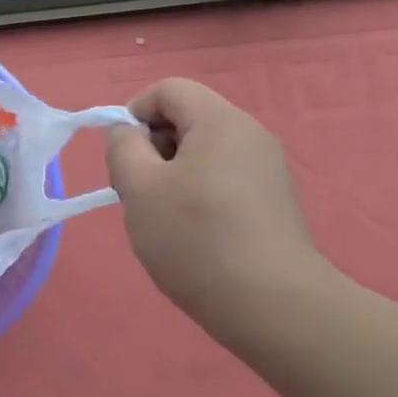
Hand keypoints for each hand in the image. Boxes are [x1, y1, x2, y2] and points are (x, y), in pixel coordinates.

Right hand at [105, 79, 326, 336]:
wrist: (274, 307)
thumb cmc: (196, 238)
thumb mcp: (139, 188)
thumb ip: (123, 147)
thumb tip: (128, 134)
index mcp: (220, 121)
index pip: (168, 89)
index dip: (134, 114)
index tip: (124, 159)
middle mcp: (250, 135)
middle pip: (186, 119)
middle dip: (152, 147)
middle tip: (138, 193)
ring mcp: (267, 169)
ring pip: (202, 152)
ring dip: (171, 175)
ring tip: (163, 218)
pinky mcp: (273, 201)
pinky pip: (222, 178)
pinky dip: (198, 194)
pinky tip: (193, 235)